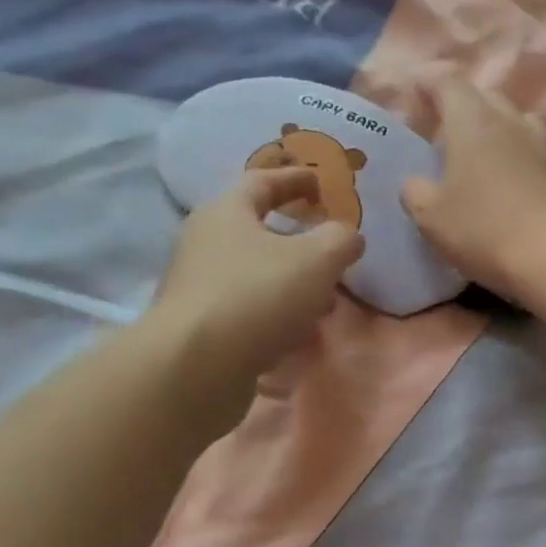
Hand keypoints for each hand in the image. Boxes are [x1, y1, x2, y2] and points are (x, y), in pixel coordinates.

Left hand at [144, 168, 363, 414]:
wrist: (196, 367)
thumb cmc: (259, 295)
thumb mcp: (318, 259)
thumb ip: (341, 240)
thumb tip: (349, 236)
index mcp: (227, 213)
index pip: (262, 181)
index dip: (295, 179)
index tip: (320, 183)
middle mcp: (205, 243)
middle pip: (256, 231)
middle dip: (297, 240)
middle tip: (329, 249)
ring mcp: (199, 287)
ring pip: (256, 275)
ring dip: (291, 283)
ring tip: (324, 302)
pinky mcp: (201, 327)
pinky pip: (249, 310)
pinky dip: (277, 316)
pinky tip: (298, 335)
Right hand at [401, 83, 545, 303]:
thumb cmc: (484, 231)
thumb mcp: (431, 217)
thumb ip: (416, 191)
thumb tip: (418, 183)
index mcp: (473, 121)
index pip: (447, 83)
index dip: (428, 87)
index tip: (415, 102)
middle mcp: (513, 121)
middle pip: (486, 98)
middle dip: (464, 110)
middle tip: (446, 137)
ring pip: (518, 124)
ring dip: (499, 134)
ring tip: (484, 160)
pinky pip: (538, 155)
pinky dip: (523, 162)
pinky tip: (515, 188)